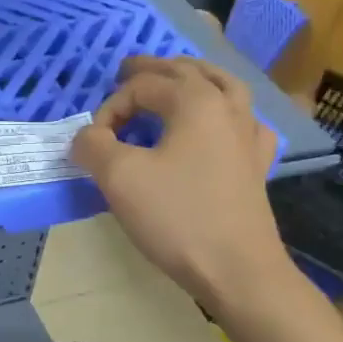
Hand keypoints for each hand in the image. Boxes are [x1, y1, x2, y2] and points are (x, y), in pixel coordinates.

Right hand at [71, 56, 286, 302]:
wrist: (237, 270)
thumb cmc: (177, 218)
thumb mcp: (119, 178)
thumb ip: (93, 146)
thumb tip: (86, 137)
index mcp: (196, 102)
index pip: (142, 87)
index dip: (110, 108)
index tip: (94, 142)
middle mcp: (227, 108)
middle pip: (187, 73)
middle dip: (152, 71)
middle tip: (126, 71)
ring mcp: (248, 136)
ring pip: (223, 87)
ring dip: (193, 78)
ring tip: (175, 79)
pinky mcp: (256, 165)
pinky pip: (243, 122)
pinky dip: (226, 112)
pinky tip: (221, 124)